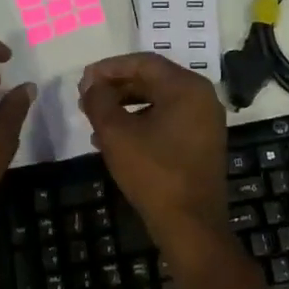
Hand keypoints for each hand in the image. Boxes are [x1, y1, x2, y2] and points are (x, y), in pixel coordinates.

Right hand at [79, 52, 275, 288]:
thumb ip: (100, 101)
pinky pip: (168, 118)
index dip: (109, 68)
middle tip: (86, 98)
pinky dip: (142, 121)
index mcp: (186, 87)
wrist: (191, 226)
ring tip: (95, 119)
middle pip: (152, 79)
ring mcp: (205, 120)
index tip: (83, 80)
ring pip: (159, 100)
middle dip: (116, 87)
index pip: (143, 62)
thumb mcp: (117, 134)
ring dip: (126, 105)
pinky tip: (116, 138)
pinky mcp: (203, 141)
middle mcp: (202, 96)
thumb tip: (91, 84)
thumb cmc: (153, 173)